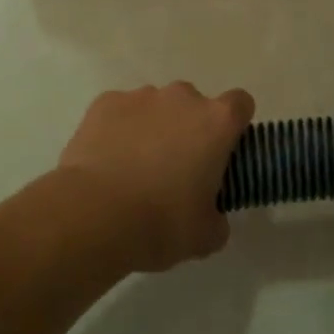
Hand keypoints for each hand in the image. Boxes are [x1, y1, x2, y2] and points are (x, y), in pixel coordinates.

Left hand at [56, 83, 254, 272]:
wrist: (94, 215)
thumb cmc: (160, 223)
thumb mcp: (204, 236)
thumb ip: (217, 219)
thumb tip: (212, 216)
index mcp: (216, 122)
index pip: (240, 104)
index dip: (234, 126)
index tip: (223, 152)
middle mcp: (182, 98)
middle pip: (194, 105)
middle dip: (188, 129)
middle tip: (175, 170)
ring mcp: (141, 96)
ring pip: (156, 107)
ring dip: (153, 128)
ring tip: (134, 170)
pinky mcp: (105, 102)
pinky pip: (121, 111)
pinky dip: (119, 129)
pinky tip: (108, 162)